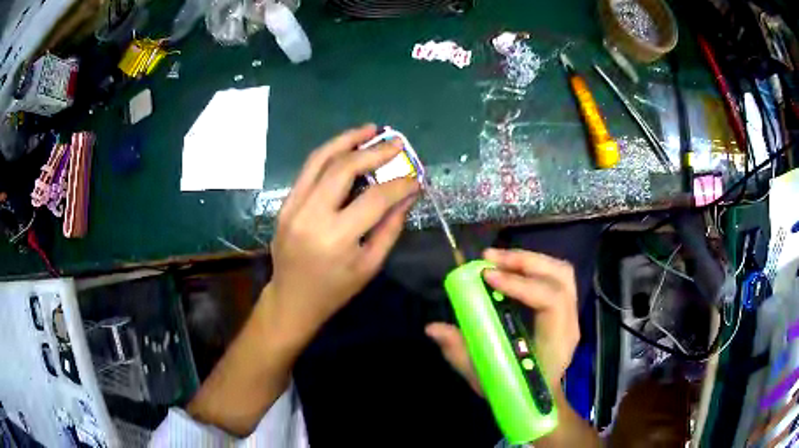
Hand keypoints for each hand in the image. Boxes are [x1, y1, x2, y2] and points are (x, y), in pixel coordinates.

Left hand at [267, 124, 419, 341]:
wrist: (292, 298)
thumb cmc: (335, 289)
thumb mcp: (370, 265)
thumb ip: (391, 227)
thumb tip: (409, 194)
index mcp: (336, 239)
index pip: (374, 199)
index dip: (399, 184)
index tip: (415, 177)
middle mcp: (310, 216)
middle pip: (343, 169)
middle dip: (373, 152)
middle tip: (395, 142)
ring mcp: (292, 207)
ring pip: (319, 160)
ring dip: (346, 140)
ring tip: (369, 130)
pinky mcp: (284, 204)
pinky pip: (308, 171)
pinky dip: (329, 154)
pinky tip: (347, 147)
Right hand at [426, 248, 579, 393]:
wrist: (540, 398)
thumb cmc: (515, 390)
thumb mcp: (484, 377)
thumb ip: (459, 352)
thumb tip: (433, 328)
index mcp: (556, 342)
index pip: (551, 300)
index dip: (521, 284)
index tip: (488, 277)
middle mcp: (569, 323)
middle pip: (560, 277)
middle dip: (525, 261)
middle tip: (489, 259)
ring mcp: (571, 314)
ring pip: (560, 271)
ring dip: (529, 259)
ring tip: (498, 259)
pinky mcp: (565, 309)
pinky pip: (555, 276)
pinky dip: (533, 266)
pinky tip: (511, 268)